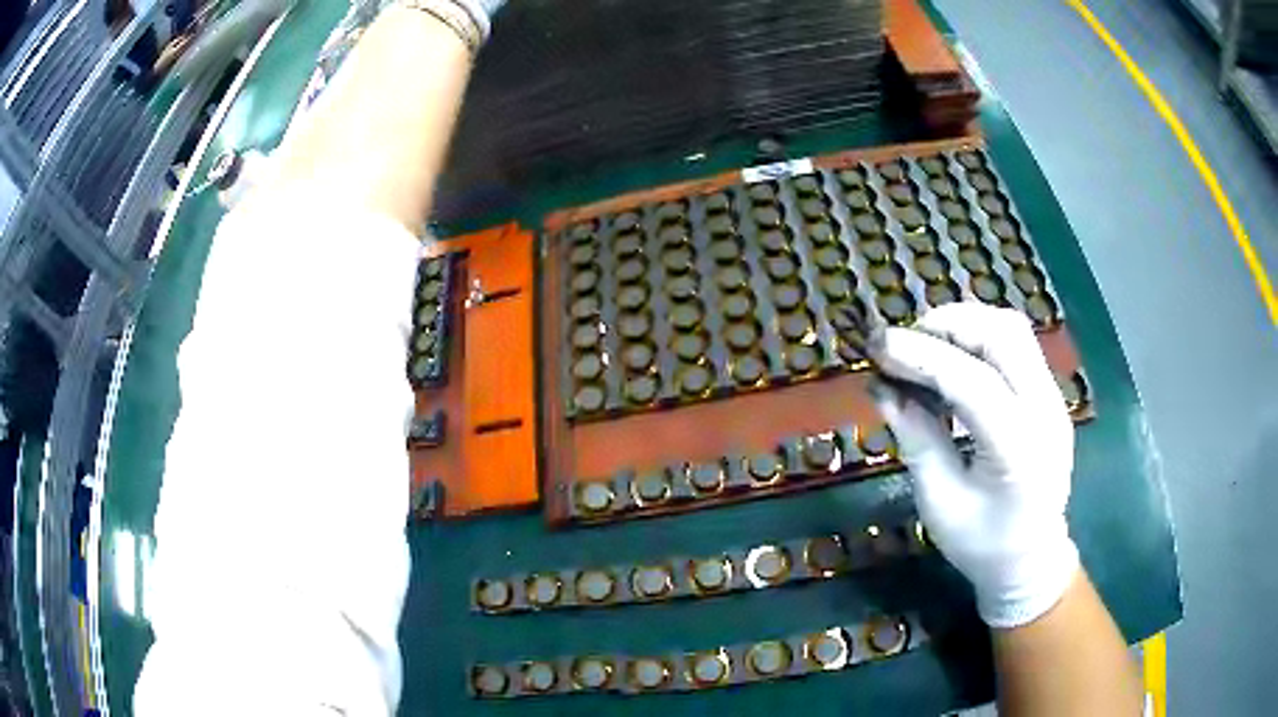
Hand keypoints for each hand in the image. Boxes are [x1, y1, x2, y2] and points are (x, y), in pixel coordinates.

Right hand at [872, 303, 1077, 627]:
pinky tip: (953, 359)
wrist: (1033, 559)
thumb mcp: (939, 502)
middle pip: (1003, 335)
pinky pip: (1017, 345)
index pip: (973, 382)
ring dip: (965, 324)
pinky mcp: (1051, 394)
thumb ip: (916, 439)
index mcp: (1019, 452)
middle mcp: (1046, 412)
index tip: (878, 346)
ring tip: (926, 344)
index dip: (923, 356)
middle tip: (904, 341)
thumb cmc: (982, 544)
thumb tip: (882, 387)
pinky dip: (979, 338)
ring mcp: (1054, 398)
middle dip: (948, 325)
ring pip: (1013, 330)